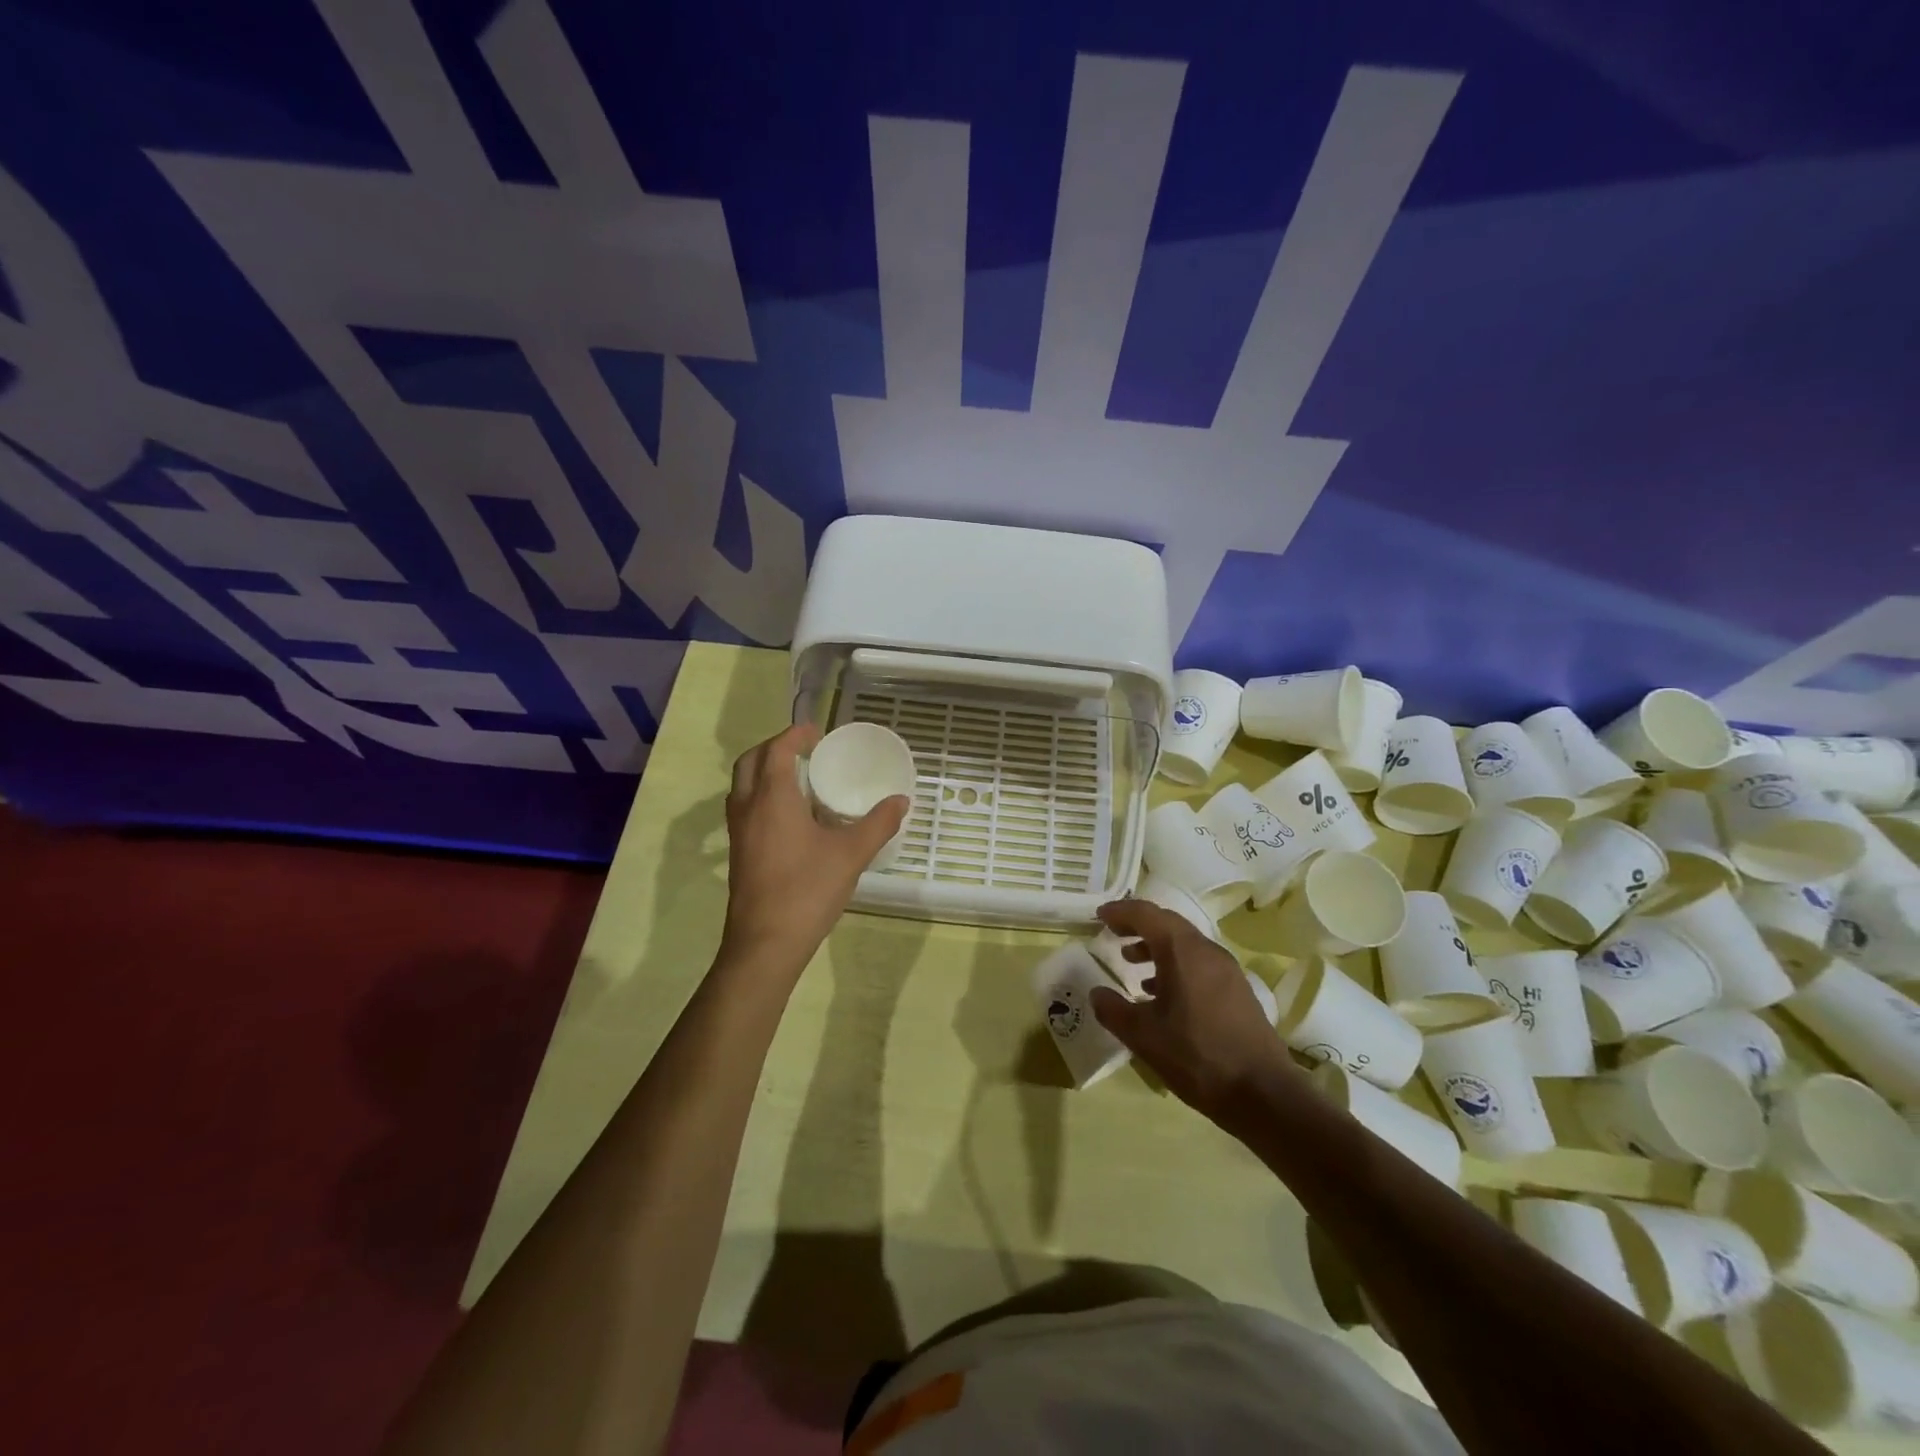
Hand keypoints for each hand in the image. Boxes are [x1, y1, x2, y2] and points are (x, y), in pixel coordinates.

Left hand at [719, 724, 909, 979]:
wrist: (766, 942)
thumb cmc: (808, 890)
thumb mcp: (851, 854)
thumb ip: (878, 823)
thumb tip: (901, 801)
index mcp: (772, 798)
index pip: (777, 750)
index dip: (795, 735)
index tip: (817, 732)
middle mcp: (748, 807)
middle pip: (751, 761)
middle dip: (774, 747)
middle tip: (804, 750)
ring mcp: (738, 831)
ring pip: (743, 786)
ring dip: (764, 771)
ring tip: (798, 778)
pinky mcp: (738, 852)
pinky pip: (745, 807)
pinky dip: (762, 796)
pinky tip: (790, 816)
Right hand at [1089, 900, 1300, 1122]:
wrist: (1263, 1093)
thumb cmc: (1196, 1056)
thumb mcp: (1143, 1036)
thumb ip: (1113, 1010)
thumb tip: (1096, 992)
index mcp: (1181, 951)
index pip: (1146, 914)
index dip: (1120, 911)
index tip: (1100, 916)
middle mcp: (1206, 950)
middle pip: (1168, 923)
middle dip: (1138, 925)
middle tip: (1113, 934)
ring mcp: (1227, 969)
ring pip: (1185, 943)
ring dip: (1156, 946)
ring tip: (1132, 962)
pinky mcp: (1238, 990)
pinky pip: (1199, 963)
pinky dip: (1175, 965)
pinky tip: (1162, 994)